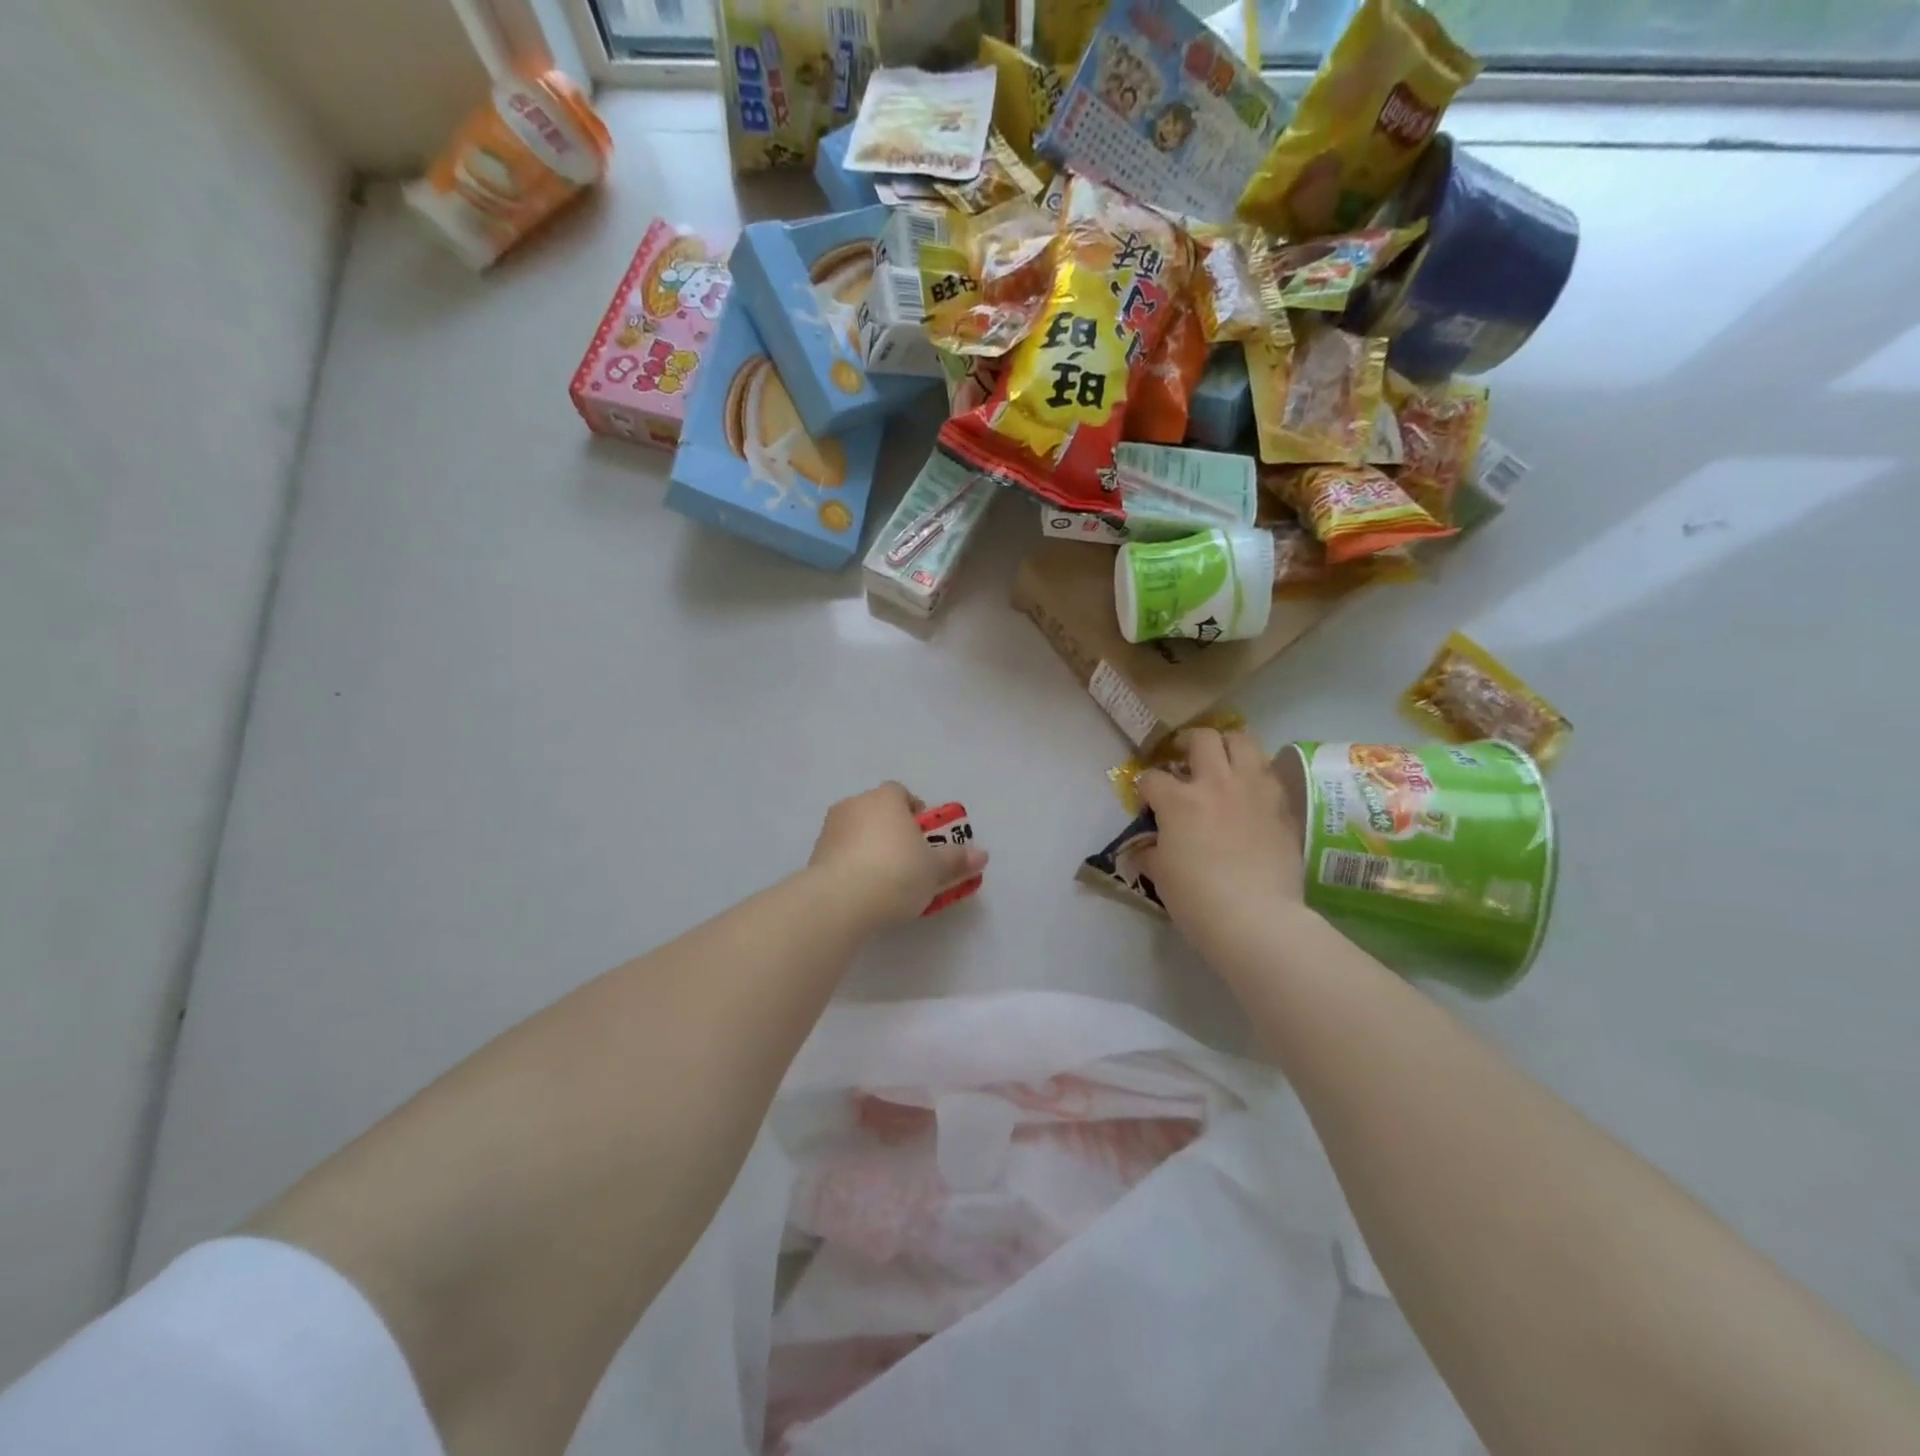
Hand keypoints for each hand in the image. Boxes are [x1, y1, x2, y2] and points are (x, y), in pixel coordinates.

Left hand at [808, 783, 988, 927]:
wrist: (840, 900)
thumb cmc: (896, 873)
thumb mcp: (934, 870)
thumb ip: (956, 860)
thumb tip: (981, 855)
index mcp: (886, 798)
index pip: (901, 793)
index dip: (915, 812)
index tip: (924, 837)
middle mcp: (855, 805)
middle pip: (878, 811)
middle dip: (892, 831)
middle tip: (909, 860)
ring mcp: (830, 829)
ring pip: (857, 833)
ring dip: (870, 848)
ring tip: (886, 881)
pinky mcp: (814, 855)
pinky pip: (841, 854)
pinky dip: (852, 866)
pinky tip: (863, 891)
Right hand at [1137, 729, 1306, 964]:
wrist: (1256, 918)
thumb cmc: (1197, 898)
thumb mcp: (1160, 874)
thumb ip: (1151, 851)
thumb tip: (1145, 848)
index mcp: (1179, 800)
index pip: (1152, 778)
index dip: (1145, 787)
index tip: (1147, 800)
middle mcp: (1216, 783)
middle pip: (1202, 739)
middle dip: (1188, 743)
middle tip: (1184, 757)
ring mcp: (1254, 790)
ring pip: (1243, 741)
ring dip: (1228, 745)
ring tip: (1223, 760)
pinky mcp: (1282, 805)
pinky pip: (1269, 773)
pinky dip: (1255, 773)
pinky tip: (1250, 790)